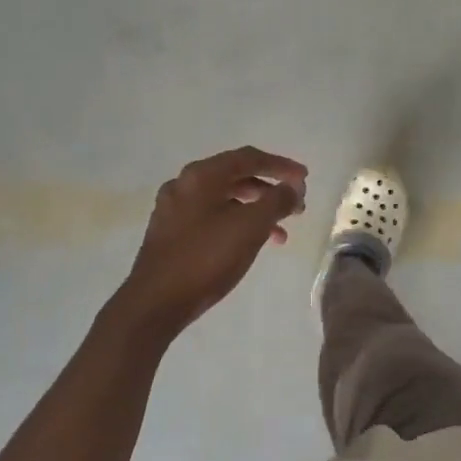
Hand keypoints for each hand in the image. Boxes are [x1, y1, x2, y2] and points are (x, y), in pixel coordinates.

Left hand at [115, 147, 306, 339]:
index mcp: (201, 176)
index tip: (304, 178)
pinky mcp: (171, 232)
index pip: (249, 158)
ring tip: (280, 233)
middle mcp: (184, 184)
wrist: (155, 302)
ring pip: (224, 199)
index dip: (281, 165)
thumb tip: (292, 188)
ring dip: (256, 210)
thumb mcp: (250, 227)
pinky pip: (212, 217)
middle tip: (296, 207)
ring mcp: (174, 208)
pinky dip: (236, 223)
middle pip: (236, 176)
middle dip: (270, 190)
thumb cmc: (206, 258)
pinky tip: (251, 244)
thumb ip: (277, 201)